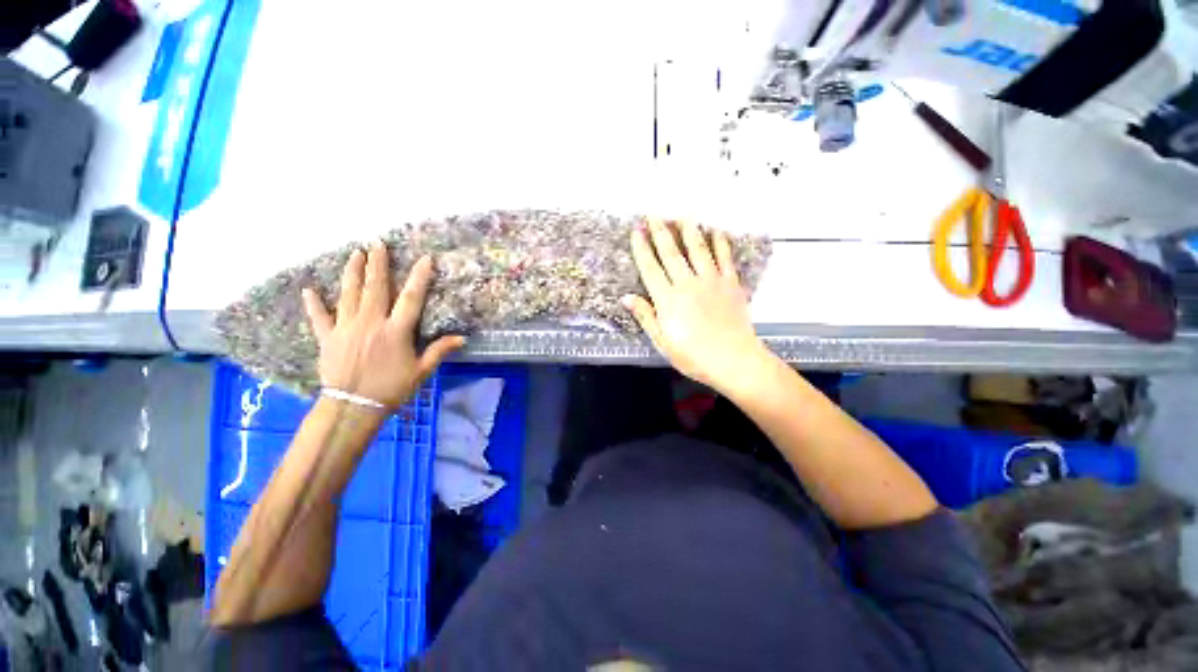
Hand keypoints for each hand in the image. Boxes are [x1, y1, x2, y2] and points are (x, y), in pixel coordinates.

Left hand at [302, 242, 464, 410]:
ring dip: (353, 272)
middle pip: (376, 288)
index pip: (411, 298)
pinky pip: (320, 317)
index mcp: (395, 331)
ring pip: (349, 294)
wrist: (353, 407)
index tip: (425, 259)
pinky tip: (309, 290)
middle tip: (377, 244)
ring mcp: (346, 328)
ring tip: (355, 254)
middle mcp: (371, 323)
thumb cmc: (391, 389)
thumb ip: (439, 351)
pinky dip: (314, 304)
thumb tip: (463, 338)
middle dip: (378, 264)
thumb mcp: (421, 371)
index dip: (419, 277)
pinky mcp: (327, 338)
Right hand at [623, 219, 769, 393]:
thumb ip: (646, 316)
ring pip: (698, 249)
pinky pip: (724, 258)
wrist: (733, 360)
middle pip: (671, 253)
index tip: (637, 232)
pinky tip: (716, 231)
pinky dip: (720, 242)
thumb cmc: (693, 356)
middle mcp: (687, 284)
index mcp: (668, 300)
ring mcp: (711, 281)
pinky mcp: (730, 284)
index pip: (651, 268)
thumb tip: (626, 297)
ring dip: (689, 230)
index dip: (642, 249)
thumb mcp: (662, 341)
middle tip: (654, 214)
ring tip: (683, 214)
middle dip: (661, 232)